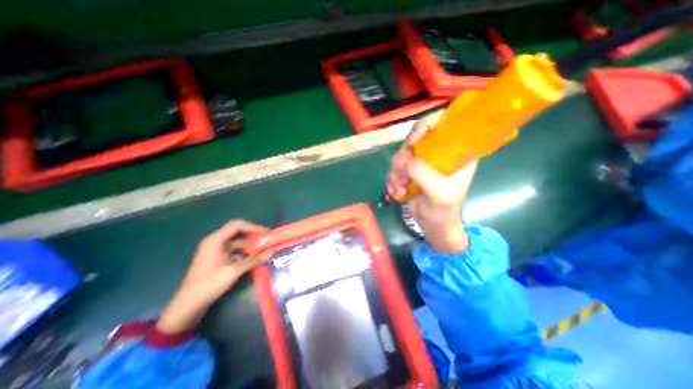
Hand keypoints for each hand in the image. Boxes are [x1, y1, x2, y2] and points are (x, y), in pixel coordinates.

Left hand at [157, 220, 266, 331]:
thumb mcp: (233, 271)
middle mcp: (215, 242)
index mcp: (215, 240)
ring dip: (249, 246)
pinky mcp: (217, 259)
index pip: (237, 225)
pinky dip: (244, 253)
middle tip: (266, 240)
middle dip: (252, 235)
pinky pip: (233, 251)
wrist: (188, 306)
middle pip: (237, 232)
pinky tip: (253, 259)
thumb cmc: (209, 284)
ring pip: (236, 242)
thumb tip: (271, 253)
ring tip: (263, 250)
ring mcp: (215, 251)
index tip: (265, 233)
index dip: (252, 227)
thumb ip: (253, 260)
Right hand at [385, 111, 476, 253]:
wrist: (433, 224)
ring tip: (401, 188)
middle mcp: (438, 151)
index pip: (443, 123)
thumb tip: (401, 158)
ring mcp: (422, 161)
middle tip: (403, 175)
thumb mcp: (439, 192)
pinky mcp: (410, 170)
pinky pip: (395, 167)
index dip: (426, 126)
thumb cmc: (444, 210)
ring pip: (402, 154)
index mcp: (456, 151)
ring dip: (397, 172)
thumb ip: (422, 173)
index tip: (413, 144)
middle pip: (415, 138)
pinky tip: (397, 191)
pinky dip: (393, 179)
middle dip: (405, 157)